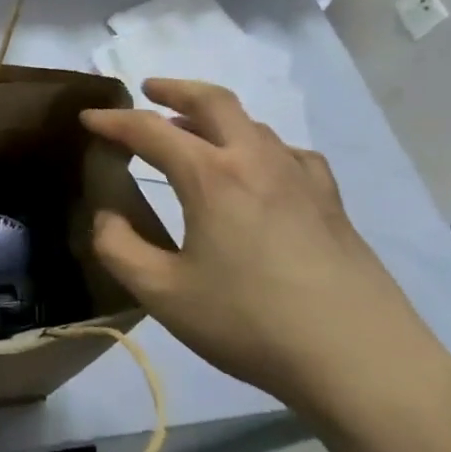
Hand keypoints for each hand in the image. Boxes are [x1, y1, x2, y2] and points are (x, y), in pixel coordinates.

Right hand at [80, 79, 450, 429]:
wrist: (362, 362)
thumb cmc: (250, 323)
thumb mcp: (162, 294)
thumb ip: (118, 248)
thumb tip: (107, 215)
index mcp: (212, 177)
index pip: (151, 130)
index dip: (114, 121)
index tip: (88, 119)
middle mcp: (257, 162)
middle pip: (214, 101)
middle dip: (175, 89)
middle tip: (148, 90)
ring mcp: (301, 179)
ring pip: (253, 124)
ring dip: (215, 118)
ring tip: (192, 133)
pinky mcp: (331, 203)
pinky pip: (288, 153)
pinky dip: (258, 146)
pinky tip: (258, 171)